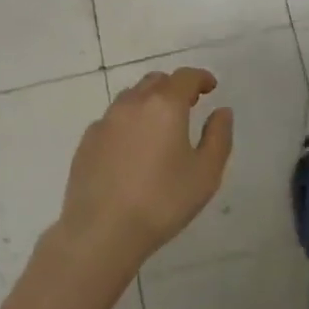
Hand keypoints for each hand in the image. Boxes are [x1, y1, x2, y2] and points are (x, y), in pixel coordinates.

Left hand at [55, 68, 233, 282]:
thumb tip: (222, 111)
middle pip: (156, 81)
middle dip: (174, 87)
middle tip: (187, 106)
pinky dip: (127, 123)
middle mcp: (133, 104)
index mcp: (165, 105)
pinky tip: (131, 149)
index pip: (186, 77)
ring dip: (149, 102)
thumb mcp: (206, 173)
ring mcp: (106, 121)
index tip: (210, 87)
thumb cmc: (162, 202)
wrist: (101, 231)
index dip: (201, 78)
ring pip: (131, 97)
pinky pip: (112, 120)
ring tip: (159, 127)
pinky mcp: (87, 141)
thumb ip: (219, 136)